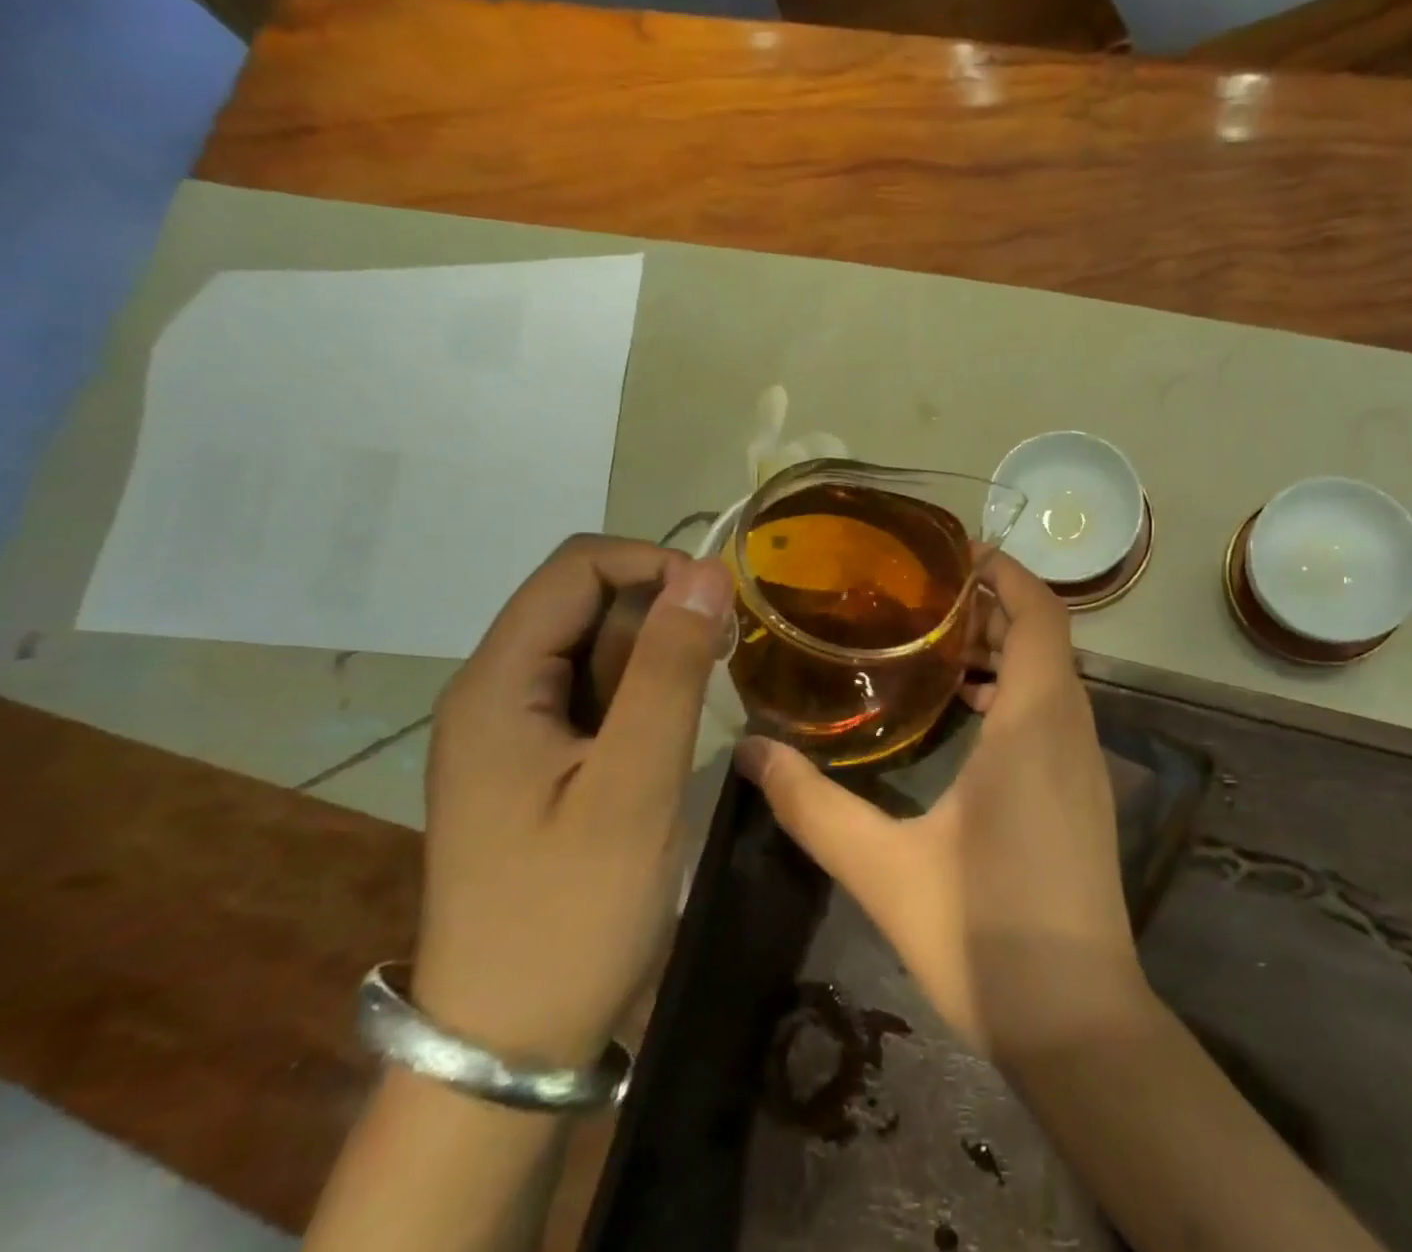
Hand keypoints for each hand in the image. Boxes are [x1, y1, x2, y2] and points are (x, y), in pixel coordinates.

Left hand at [414, 535, 733, 1067]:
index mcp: (499, 684)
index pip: (577, 567)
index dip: (655, 565)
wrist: (511, 1041)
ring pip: (594, 647)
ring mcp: (513, 729)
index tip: (721, 609)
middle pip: (584, 602)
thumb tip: (707, 571)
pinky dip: (642, 691)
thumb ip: (669, 669)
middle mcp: (495, 691)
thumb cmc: (573, 911)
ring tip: (704, 701)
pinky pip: (594, 693)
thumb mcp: (635, 782)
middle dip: (661, 613)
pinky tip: (673, 731)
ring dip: (656, 654)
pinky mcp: (535, 762)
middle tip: (721, 666)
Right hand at [737, 553, 1147, 1061]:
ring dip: (1005, 651)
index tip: (954, 555)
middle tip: (924, 602)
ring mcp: (1087, 764)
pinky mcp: (1084, 796)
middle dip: (993, 608)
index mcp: (1036, 723)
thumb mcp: (884, 866)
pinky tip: (967, 718)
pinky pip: (1055, 713)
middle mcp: (1072, 729)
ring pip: (1052, 676)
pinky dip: (1016, 692)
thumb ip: (813, 805)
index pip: (1041, 613)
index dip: (1007, 572)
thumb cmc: (985, 932)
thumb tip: (749, 754)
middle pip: (1045, 637)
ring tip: (937, 650)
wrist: (1077, 1023)